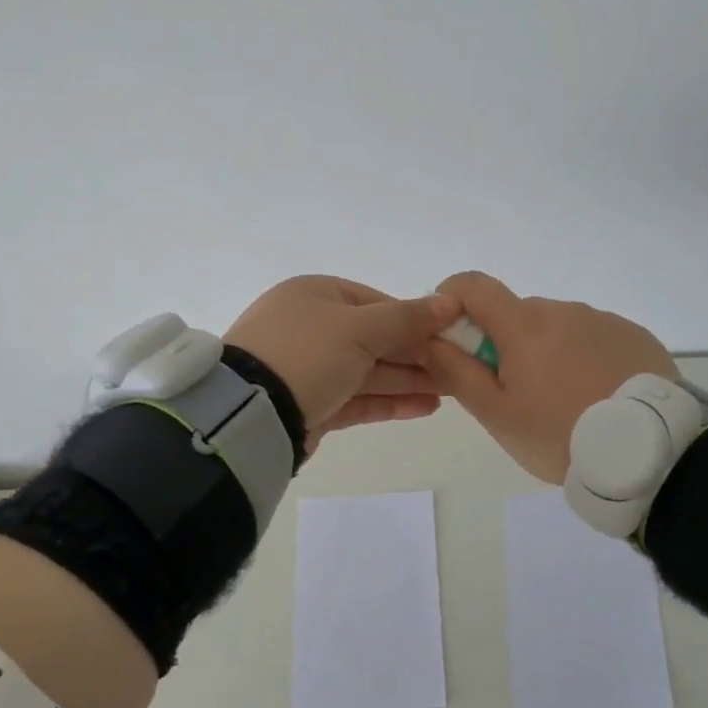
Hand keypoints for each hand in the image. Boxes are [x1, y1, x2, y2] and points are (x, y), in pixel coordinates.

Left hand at [225, 277, 462, 449]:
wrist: (249, 413)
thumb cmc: (307, 354)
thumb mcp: (360, 329)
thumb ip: (408, 318)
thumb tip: (451, 301)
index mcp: (317, 294)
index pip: (377, 302)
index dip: (416, 319)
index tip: (450, 337)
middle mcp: (311, 326)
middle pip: (375, 338)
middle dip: (416, 353)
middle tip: (458, 368)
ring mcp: (309, 368)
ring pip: (368, 370)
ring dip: (408, 379)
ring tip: (451, 391)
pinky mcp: (312, 404)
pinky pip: (357, 397)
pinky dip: (389, 401)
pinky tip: (425, 407)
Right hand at [420, 271, 676, 482]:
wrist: (650, 454)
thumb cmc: (561, 436)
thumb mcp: (497, 415)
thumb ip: (457, 372)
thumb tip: (429, 338)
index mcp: (525, 325)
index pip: (473, 285)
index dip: (451, 300)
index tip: (453, 337)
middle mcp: (563, 310)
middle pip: (516, 312)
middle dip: (504, 342)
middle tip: (515, 393)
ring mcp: (603, 320)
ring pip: (555, 326)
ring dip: (546, 350)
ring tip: (564, 402)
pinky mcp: (634, 335)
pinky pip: (592, 336)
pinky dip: (582, 356)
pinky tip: (596, 395)